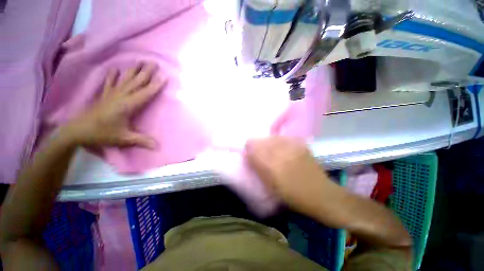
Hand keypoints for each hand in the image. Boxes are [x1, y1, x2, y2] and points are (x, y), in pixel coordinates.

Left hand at [60, 62, 164, 148]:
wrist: (77, 131)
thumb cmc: (102, 134)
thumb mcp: (124, 139)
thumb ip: (141, 141)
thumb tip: (158, 147)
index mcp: (127, 105)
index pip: (145, 93)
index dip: (155, 85)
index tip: (163, 76)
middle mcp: (120, 96)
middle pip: (136, 82)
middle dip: (146, 72)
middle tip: (153, 62)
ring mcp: (111, 94)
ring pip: (125, 80)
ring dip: (133, 70)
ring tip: (139, 61)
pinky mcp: (104, 95)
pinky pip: (109, 83)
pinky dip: (112, 76)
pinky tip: (115, 69)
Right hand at [245, 136, 330, 214]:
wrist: (320, 194)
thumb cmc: (293, 196)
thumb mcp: (270, 186)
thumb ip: (258, 168)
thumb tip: (249, 156)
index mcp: (271, 165)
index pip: (252, 145)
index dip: (249, 149)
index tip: (250, 156)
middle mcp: (280, 152)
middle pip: (261, 140)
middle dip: (258, 147)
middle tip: (262, 156)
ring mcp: (292, 146)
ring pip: (272, 137)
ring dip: (268, 144)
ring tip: (273, 153)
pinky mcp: (300, 145)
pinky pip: (283, 138)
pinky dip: (279, 143)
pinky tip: (283, 151)